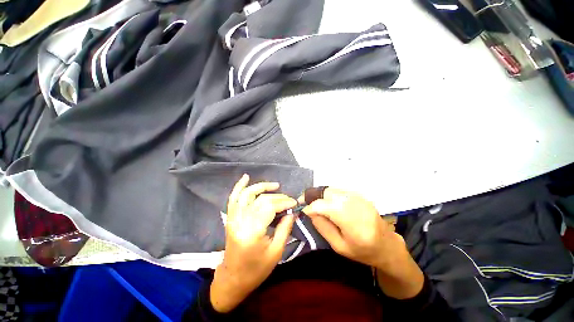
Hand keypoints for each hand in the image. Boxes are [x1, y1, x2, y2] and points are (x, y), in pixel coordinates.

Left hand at [210, 174, 296, 312]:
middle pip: (261, 200)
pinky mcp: (230, 218)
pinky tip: (246, 177)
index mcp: (252, 232)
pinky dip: (239, 186)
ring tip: (275, 186)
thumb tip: (292, 212)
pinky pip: (233, 198)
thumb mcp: (276, 252)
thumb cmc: (256, 269)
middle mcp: (240, 221)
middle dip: (278, 197)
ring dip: (262, 187)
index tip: (294, 203)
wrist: (233, 278)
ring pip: (247, 194)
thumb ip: (285, 228)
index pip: (270, 207)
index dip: (284, 202)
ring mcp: (233, 218)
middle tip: (289, 200)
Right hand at [303, 188, 423, 298]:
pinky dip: (330, 195)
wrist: (387, 245)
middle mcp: (357, 206)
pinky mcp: (360, 195)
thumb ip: (323, 227)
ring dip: (322, 196)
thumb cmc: (363, 252)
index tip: (303, 210)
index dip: (311, 207)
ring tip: (317, 204)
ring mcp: (360, 198)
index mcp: (353, 225)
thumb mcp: (339, 247)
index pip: (325, 207)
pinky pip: (339, 190)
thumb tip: (310, 211)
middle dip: (315, 198)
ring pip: (333, 189)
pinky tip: (328, 203)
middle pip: (328, 193)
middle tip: (307, 205)